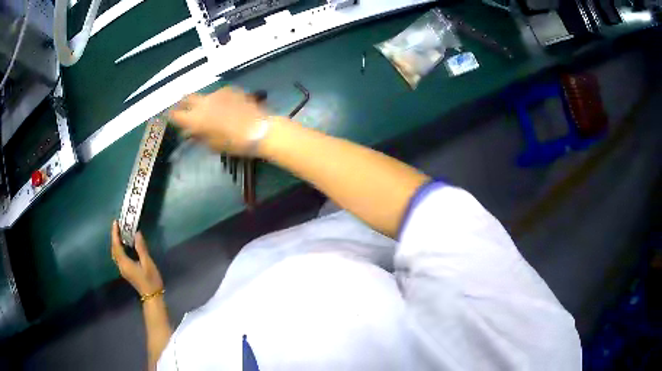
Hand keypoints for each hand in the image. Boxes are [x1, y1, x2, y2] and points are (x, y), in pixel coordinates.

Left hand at [111, 221, 163, 296]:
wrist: (152, 297)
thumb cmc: (151, 280)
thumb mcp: (148, 263)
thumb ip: (141, 248)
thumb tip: (137, 233)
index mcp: (125, 263)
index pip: (117, 246)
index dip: (115, 234)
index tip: (115, 222)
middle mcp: (121, 266)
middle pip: (114, 249)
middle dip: (114, 237)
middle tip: (118, 225)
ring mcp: (123, 269)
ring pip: (116, 253)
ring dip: (116, 242)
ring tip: (120, 232)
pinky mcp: (126, 271)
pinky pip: (119, 256)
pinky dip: (119, 248)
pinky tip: (124, 245)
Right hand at [168, 87, 269, 155]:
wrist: (259, 130)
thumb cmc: (234, 143)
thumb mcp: (212, 145)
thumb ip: (198, 136)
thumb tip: (189, 131)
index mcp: (195, 119)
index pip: (176, 115)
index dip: (171, 115)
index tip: (169, 116)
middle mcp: (203, 103)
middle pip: (186, 98)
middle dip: (182, 102)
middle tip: (182, 107)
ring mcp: (217, 94)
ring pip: (203, 95)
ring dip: (201, 101)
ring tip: (207, 109)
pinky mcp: (230, 90)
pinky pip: (218, 94)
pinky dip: (217, 99)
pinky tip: (224, 106)